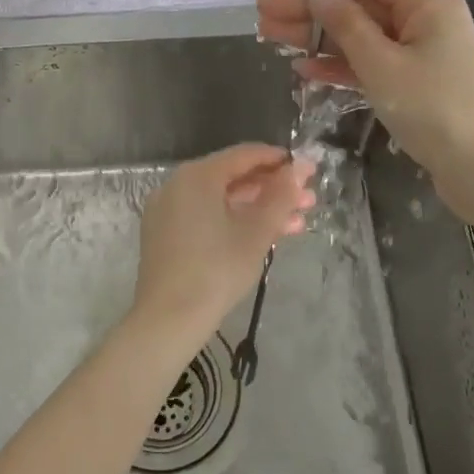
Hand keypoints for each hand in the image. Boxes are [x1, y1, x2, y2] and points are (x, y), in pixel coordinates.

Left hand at [129, 144, 315, 361]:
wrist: (168, 319)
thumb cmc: (217, 270)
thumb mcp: (257, 232)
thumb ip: (281, 196)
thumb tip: (300, 167)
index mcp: (198, 176)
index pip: (244, 155)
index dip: (279, 160)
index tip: (308, 170)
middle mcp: (178, 184)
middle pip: (232, 177)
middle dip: (273, 189)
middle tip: (308, 201)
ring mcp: (168, 209)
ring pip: (221, 200)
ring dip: (258, 209)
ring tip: (297, 224)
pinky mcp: (165, 234)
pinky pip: (205, 216)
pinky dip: (233, 221)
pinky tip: (263, 237)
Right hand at [256, 0, 473, 179]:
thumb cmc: (434, 108)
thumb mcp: (382, 64)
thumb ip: (347, 25)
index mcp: (425, 4)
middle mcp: (424, 21)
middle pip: (358, 5)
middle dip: (310, 9)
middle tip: (262, 13)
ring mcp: (420, 54)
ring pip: (360, 36)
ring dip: (317, 37)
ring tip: (271, 37)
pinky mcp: (414, 84)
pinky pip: (371, 64)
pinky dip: (340, 66)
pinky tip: (303, 69)